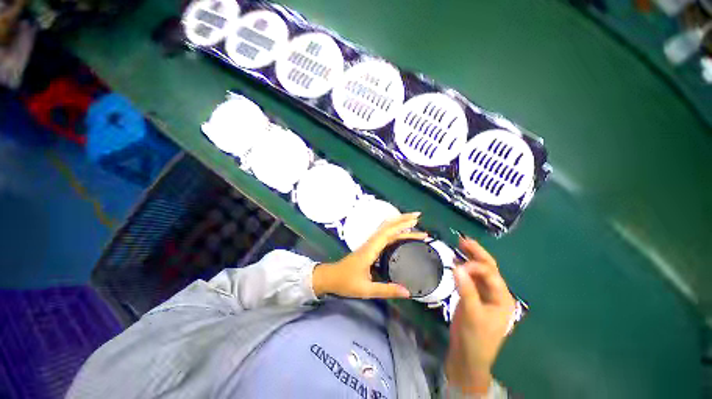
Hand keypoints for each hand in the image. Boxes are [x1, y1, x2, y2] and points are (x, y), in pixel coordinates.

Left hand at [312, 212, 427, 298]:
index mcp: (370, 250)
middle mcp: (370, 245)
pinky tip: (400, 237)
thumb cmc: (345, 283)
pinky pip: (383, 237)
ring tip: (413, 224)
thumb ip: (387, 290)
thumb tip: (408, 292)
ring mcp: (368, 247)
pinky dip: (393, 233)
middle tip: (419, 217)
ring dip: (398, 225)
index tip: (417, 221)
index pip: (389, 233)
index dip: (403, 225)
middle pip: (388, 227)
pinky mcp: (367, 251)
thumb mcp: (366, 290)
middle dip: (403, 220)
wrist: (327, 279)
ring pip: (385, 230)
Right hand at [445, 238, 515, 394]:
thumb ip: (466, 291)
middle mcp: (496, 297)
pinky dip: (463, 278)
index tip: (457, 262)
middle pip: (488, 271)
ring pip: (478, 279)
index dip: (476, 264)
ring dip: (469, 265)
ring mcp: (484, 302)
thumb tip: (458, 267)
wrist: (467, 364)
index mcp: (503, 298)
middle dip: (477, 256)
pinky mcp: (474, 308)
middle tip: (462, 241)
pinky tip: (455, 270)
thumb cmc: (475, 341)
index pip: (491, 274)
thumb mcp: (472, 316)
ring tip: (457, 250)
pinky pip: (470, 288)